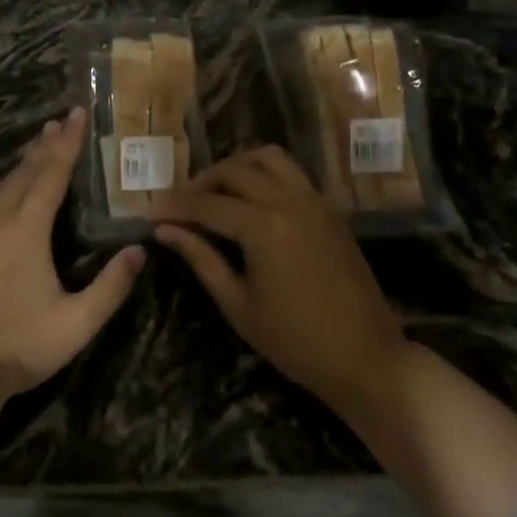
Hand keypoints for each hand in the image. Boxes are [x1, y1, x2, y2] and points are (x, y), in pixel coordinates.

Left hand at [0, 106, 144, 395]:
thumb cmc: (19, 345)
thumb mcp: (77, 323)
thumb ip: (111, 286)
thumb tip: (138, 251)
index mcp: (28, 230)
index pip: (52, 175)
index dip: (66, 144)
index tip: (75, 115)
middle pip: (24, 174)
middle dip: (44, 147)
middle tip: (57, 122)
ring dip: (18, 167)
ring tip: (32, 151)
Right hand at [152, 146, 403, 410]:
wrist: (365, 357)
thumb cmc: (295, 341)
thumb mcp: (237, 304)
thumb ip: (201, 258)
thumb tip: (165, 230)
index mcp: (263, 226)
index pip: (206, 203)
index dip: (174, 206)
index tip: (150, 213)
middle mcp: (289, 201)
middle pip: (234, 170)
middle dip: (200, 182)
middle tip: (180, 206)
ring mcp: (315, 201)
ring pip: (267, 158)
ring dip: (236, 168)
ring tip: (216, 194)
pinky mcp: (330, 209)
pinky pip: (292, 173)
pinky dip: (265, 174)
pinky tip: (251, 202)